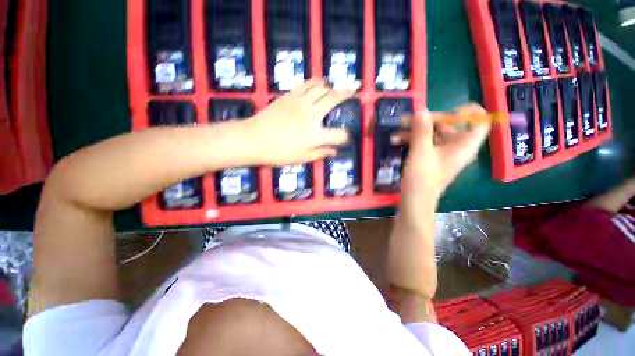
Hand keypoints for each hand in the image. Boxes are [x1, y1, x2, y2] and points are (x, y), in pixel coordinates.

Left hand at [241, 78, 352, 165]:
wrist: (253, 139)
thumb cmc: (278, 153)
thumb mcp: (301, 158)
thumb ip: (320, 153)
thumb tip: (334, 152)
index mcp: (314, 135)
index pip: (338, 135)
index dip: (345, 136)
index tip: (345, 137)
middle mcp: (311, 115)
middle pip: (333, 99)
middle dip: (347, 94)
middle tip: (353, 91)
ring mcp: (299, 102)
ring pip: (321, 87)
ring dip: (331, 86)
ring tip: (336, 86)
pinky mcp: (289, 96)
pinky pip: (306, 84)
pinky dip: (316, 82)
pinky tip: (319, 83)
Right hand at [397, 104, 490, 213]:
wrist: (415, 199)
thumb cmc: (422, 176)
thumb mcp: (421, 151)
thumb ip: (422, 129)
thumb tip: (421, 110)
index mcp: (464, 143)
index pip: (479, 120)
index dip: (466, 112)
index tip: (445, 112)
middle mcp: (457, 146)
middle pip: (449, 124)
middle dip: (426, 120)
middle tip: (406, 120)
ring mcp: (443, 152)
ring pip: (432, 134)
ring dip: (414, 130)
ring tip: (396, 131)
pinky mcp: (432, 158)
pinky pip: (425, 143)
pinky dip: (412, 140)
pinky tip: (396, 140)